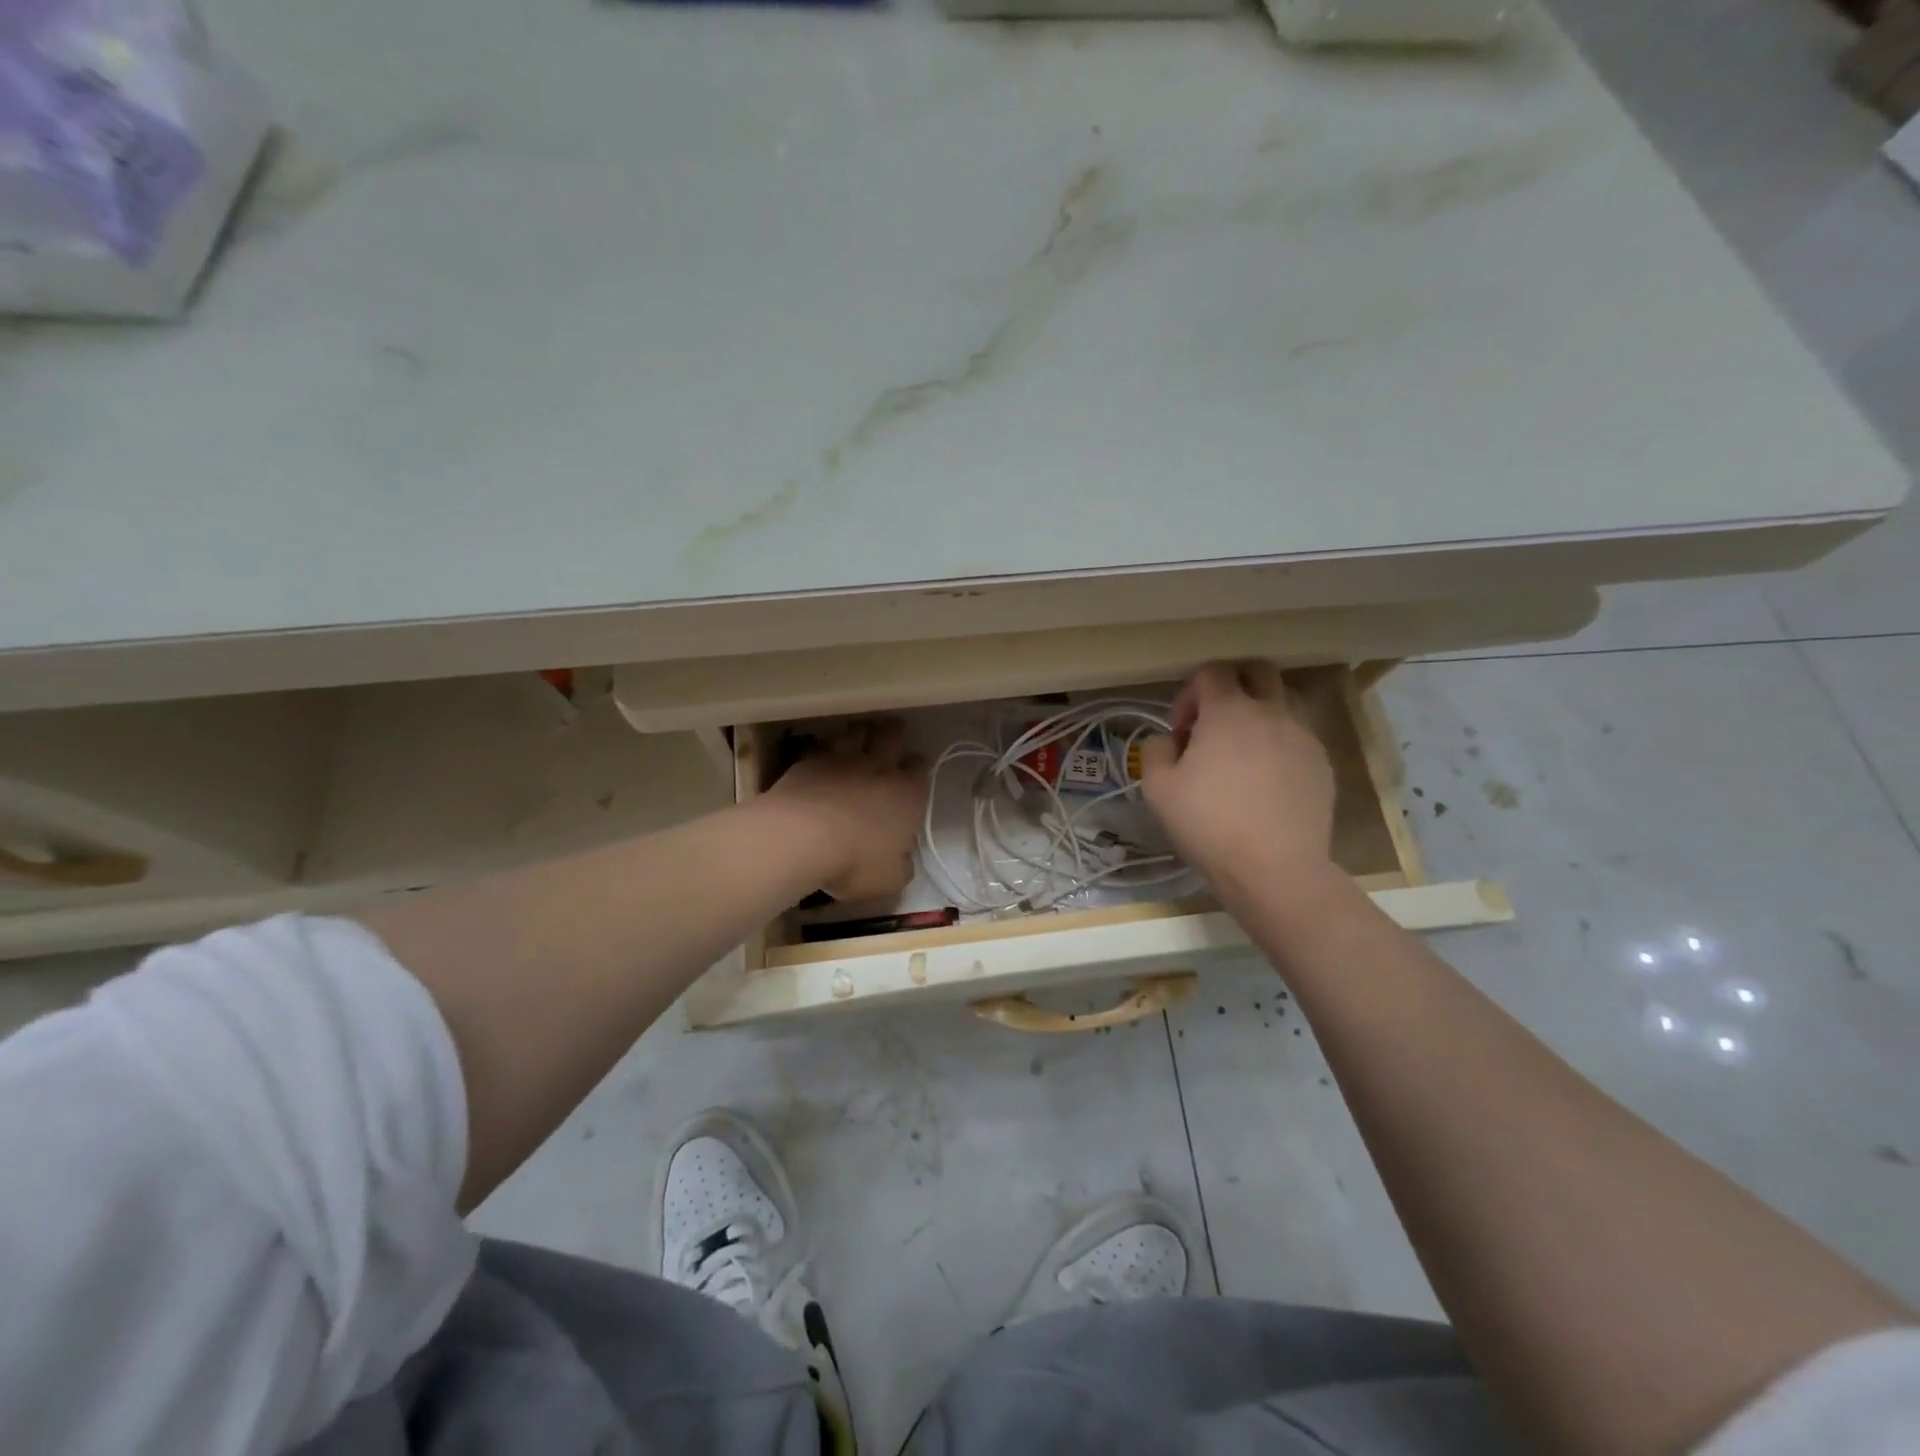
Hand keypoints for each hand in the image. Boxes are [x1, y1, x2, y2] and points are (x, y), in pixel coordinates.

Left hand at [762, 721, 928, 901]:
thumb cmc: (854, 862)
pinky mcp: (809, 760)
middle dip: (894, 735)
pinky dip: (823, 751)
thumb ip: (901, 866)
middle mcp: (879, 768)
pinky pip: (821, 746)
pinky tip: (819, 761)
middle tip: (890, 739)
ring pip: (857, 731)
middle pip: (893, 735)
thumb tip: (901, 860)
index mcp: (907, 794)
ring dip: (860, 734)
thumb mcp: (890, 879)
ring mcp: (842, 760)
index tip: (913, 774)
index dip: (918, 768)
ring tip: (857, 741)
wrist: (800, 839)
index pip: (921, 768)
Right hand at [1140, 662, 1336, 892]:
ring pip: (1283, 701)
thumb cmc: (1209, 824)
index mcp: (1229, 711)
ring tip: (1242, 752)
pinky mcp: (1322, 764)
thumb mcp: (1157, 788)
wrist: (1275, 869)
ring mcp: (1303, 737)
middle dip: (1232, 685)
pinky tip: (1265, 781)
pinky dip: (1278, 744)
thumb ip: (1156, 749)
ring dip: (1259, 712)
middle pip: (1257, 670)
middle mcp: (1272, 712)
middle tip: (1214, 723)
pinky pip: (1298, 736)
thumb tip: (1170, 740)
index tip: (1182, 730)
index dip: (1190, 693)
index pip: (1212, 672)